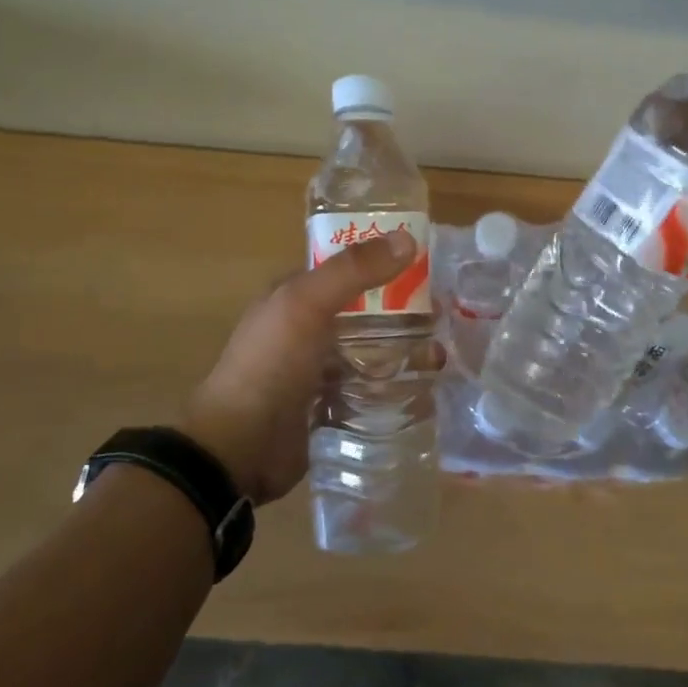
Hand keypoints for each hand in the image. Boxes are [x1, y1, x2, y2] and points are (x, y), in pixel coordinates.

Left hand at [185, 229, 421, 503]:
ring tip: (442, 355)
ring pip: (372, 350)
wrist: (240, 448)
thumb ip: (353, 270)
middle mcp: (308, 327)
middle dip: (404, 309)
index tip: (429, 259)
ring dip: (406, 350)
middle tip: (447, 313)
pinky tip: (427, 389)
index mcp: (295, 295)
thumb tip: (407, 238)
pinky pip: (372, 388)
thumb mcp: (306, 305)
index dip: (384, 258)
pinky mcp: (333, 406)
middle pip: (366, 309)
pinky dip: (397, 386)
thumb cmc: (270, 365)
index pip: (346, 265)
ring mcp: (320, 369)